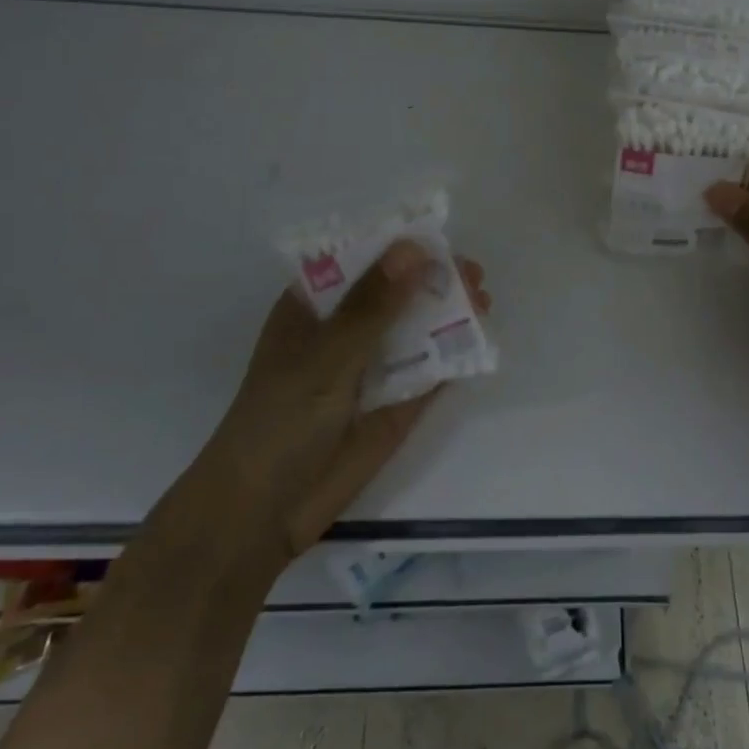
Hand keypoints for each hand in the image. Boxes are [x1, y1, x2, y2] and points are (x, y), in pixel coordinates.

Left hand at [215, 242, 490, 561]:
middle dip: (433, 278)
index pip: (359, 261)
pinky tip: (480, 339)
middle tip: (471, 273)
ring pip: (418, 328)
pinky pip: (430, 369)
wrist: (265, 513)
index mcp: (315, 308)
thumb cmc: (280, 421)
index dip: (398, 245)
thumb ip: (373, 306)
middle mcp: (346, 330)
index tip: (438, 235)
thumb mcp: (326, 356)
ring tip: (483, 299)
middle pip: (396, 292)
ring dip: (449, 312)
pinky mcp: (396, 402)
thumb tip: (416, 249)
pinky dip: (455, 353)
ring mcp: (373, 366)